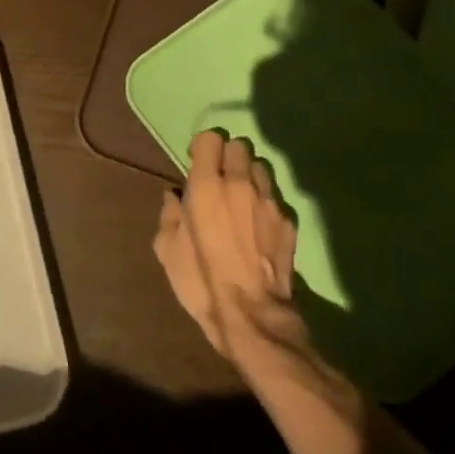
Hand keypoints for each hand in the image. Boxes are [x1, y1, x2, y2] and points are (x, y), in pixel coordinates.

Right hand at [153, 131, 326, 386]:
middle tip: (218, 179)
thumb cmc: (200, 280)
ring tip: (241, 198)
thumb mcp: (166, 248)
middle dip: (227, 156)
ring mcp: (269, 200)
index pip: (211, 138)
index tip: (196, 163)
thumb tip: (174, 197)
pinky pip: (274, 196)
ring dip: (248, 175)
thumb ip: (169, 214)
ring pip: (260, 167)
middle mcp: (239, 184)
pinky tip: (257, 224)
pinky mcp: (288, 220)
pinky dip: (264, 201)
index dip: (202, 146)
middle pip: (239, 146)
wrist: (251, 315)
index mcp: (205, 185)